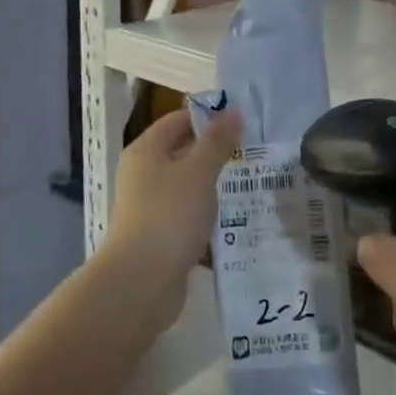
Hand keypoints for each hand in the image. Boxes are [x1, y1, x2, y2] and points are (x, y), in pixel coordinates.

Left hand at [105, 108, 240, 332]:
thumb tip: (233, 112)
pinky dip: (209, 221)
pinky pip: (189, 220)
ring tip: (253, 187)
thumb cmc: (169, 215)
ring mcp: (150, 208)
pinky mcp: (160, 238)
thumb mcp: (199, 172)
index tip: (243, 123)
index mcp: (146, 151)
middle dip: (217, 155)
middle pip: (183, 154)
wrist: (141, 282)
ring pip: (189, 189)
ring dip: (215, 190)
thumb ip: (217, 141)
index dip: (208, 118)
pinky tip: (237, 224)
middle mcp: (143, 175)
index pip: (178, 120)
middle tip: (254, 154)